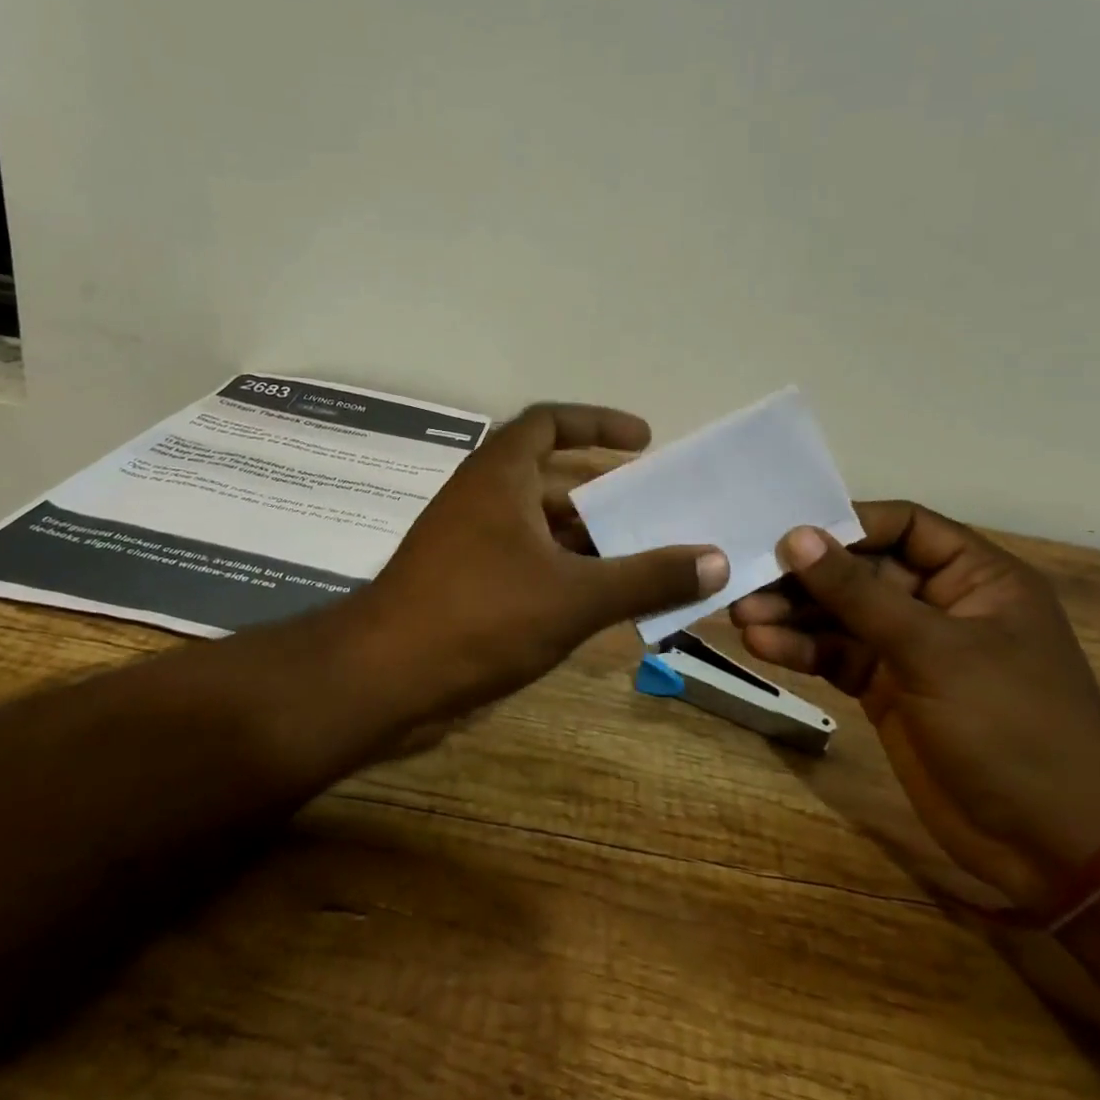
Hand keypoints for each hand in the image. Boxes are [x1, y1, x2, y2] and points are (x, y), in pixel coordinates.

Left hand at [350, 404, 727, 725]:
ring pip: (535, 522)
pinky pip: (521, 556)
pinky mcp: (460, 578)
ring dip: (582, 535)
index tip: (643, 441)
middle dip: (600, 490)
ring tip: (635, 555)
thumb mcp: (575, 596)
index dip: (597, 422)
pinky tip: (592, 598)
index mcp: (500, 475)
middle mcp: (480, 495)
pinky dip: (558, 567)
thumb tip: (716, 561)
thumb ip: (647, 577)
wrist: (383, 677)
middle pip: (548, 475)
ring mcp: (465, 539)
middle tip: (649, 507)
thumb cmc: (480, 616)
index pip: (550, 422)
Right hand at [729, 502, 1099, 908]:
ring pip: (840, 615)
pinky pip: (836, 655)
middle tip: (748, 578)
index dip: (845, 524)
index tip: (788, 533)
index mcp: (976, 577)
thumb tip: (795, 536)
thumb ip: (858, 593)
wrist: (1053, 849)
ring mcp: (911, 649)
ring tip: (742, 616)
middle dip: (806, 576)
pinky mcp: (886, 689)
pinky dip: (800, 649)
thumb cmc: (1012, 727)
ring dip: (793, 613)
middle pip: (860, 570)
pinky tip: (762, 646)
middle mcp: (940, 603)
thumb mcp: (934, 651)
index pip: (902, 526)